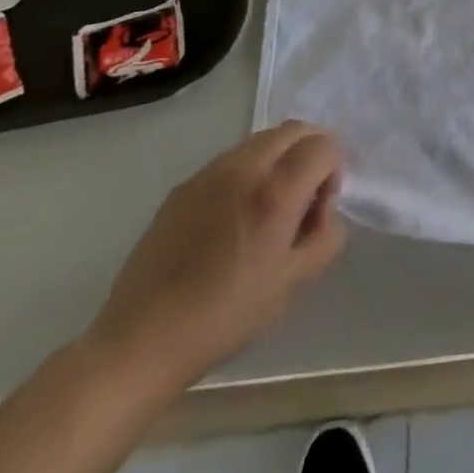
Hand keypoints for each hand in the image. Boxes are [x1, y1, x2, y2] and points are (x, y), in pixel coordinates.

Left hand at [86, 122, 345, 393]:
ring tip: (267, 208)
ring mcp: (208, 174)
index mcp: (275, 191)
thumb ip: (326, 235)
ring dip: (279, 159)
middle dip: (311, 152)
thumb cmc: (225, 316)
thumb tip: (323, 211)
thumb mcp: (294, 282)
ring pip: (261, 140)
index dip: (333, 171)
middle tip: (304, 198)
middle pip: (294, 130)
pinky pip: (230, 160)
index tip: (319, 211)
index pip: (323, 145)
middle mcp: (243, 168)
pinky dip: (248, 171)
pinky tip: (233, 219)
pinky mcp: (182, 188)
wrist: (140, 343)